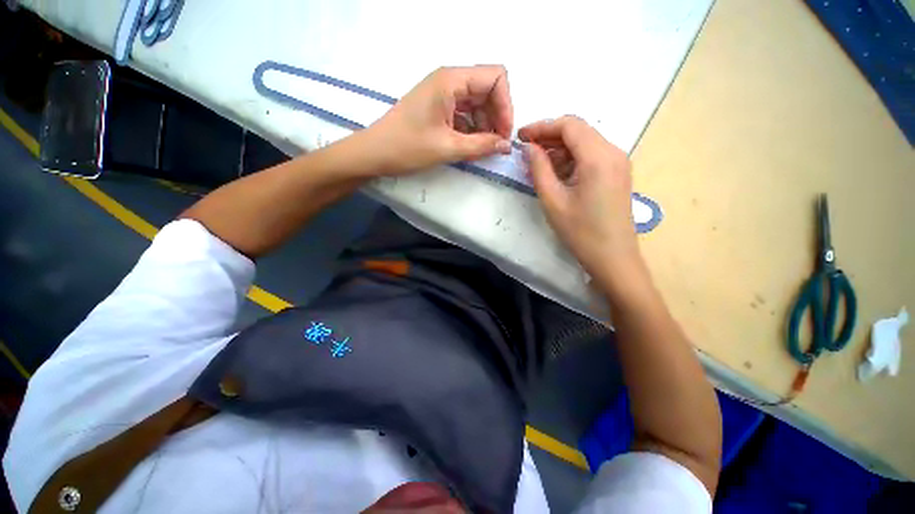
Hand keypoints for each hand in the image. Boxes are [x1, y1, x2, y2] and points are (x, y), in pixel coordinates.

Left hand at [361, 65, 513, 174]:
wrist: (375, 153)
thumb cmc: (407, 147)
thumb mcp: (448, 148)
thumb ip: (481, 146)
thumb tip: (506, 146)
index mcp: (451, 80)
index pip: (495, 77)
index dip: (505, 105)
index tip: (503, 134)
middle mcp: (449, 81)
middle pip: (488, 90)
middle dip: (497, 118)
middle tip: (496, 146)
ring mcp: (443, 94)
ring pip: (477, 104)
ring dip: (485, 127)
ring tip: (482, 150)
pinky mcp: (438, 108)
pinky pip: (465, 114)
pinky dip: (472, 130)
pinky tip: (470, 147)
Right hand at [519, 116, 643, 286]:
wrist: (613, 258)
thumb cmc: (580, 232)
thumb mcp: (553, 200)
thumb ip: (539, 169)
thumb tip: (529, 147)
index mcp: (598, 157)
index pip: (569, 125)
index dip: (542, 126)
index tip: (520, 137)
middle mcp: (613, 152)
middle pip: (578, 130)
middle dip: (550, 136)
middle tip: (526, 151)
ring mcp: (618, 163)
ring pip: (585, 142)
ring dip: (560, 148)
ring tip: (538, 164)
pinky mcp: (617, 174)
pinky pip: (592, 156)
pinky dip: (572, 159)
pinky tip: (557, 173)